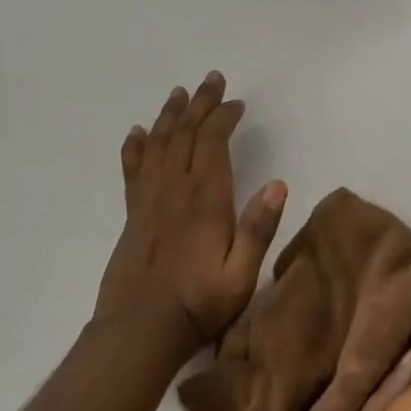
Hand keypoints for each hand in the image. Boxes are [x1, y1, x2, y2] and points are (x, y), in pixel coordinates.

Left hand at [94, 72, 286, 356]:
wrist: (140, 331)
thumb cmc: (200, 304)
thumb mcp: (242, 274)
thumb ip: (258, 229)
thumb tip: (277, 184)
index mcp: (205, 202)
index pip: (213, 145)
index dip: (223, 119)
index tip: (236, 103)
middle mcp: (174, 192)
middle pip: (185, 136)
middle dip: (199, 105)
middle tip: (211, 80)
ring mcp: (149, 202)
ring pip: (158, 146)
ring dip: (170, 117)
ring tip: (179, 94)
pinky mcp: (133, 215)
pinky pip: (133, 170)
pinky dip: (136, 147)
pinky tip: (138, 133)